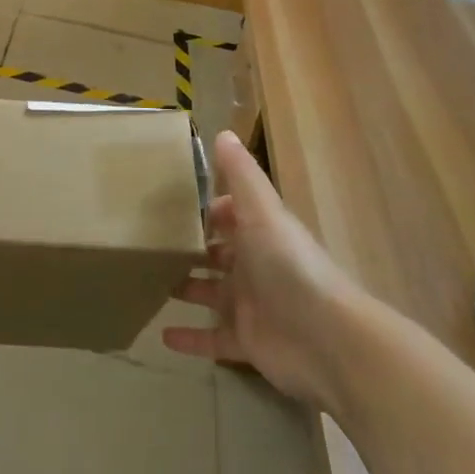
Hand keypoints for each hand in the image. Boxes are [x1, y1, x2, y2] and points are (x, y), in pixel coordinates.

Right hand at [162, 132, 360, 408]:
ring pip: (210, 293)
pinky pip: (212, 339)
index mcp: (258, 233)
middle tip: (146, 241)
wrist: (329, 341)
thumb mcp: (262, 212)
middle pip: (216, 252)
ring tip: (146, 279)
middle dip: (188, 246)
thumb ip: (241, 175)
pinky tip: (162, 336)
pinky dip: (190, 339)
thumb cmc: (290, 266)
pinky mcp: (246, 341)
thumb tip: (222, 132)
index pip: (227, 214)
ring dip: (184, 286)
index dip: (203, 207)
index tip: (166, 201)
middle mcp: (254, 266)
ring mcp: (249, 305)